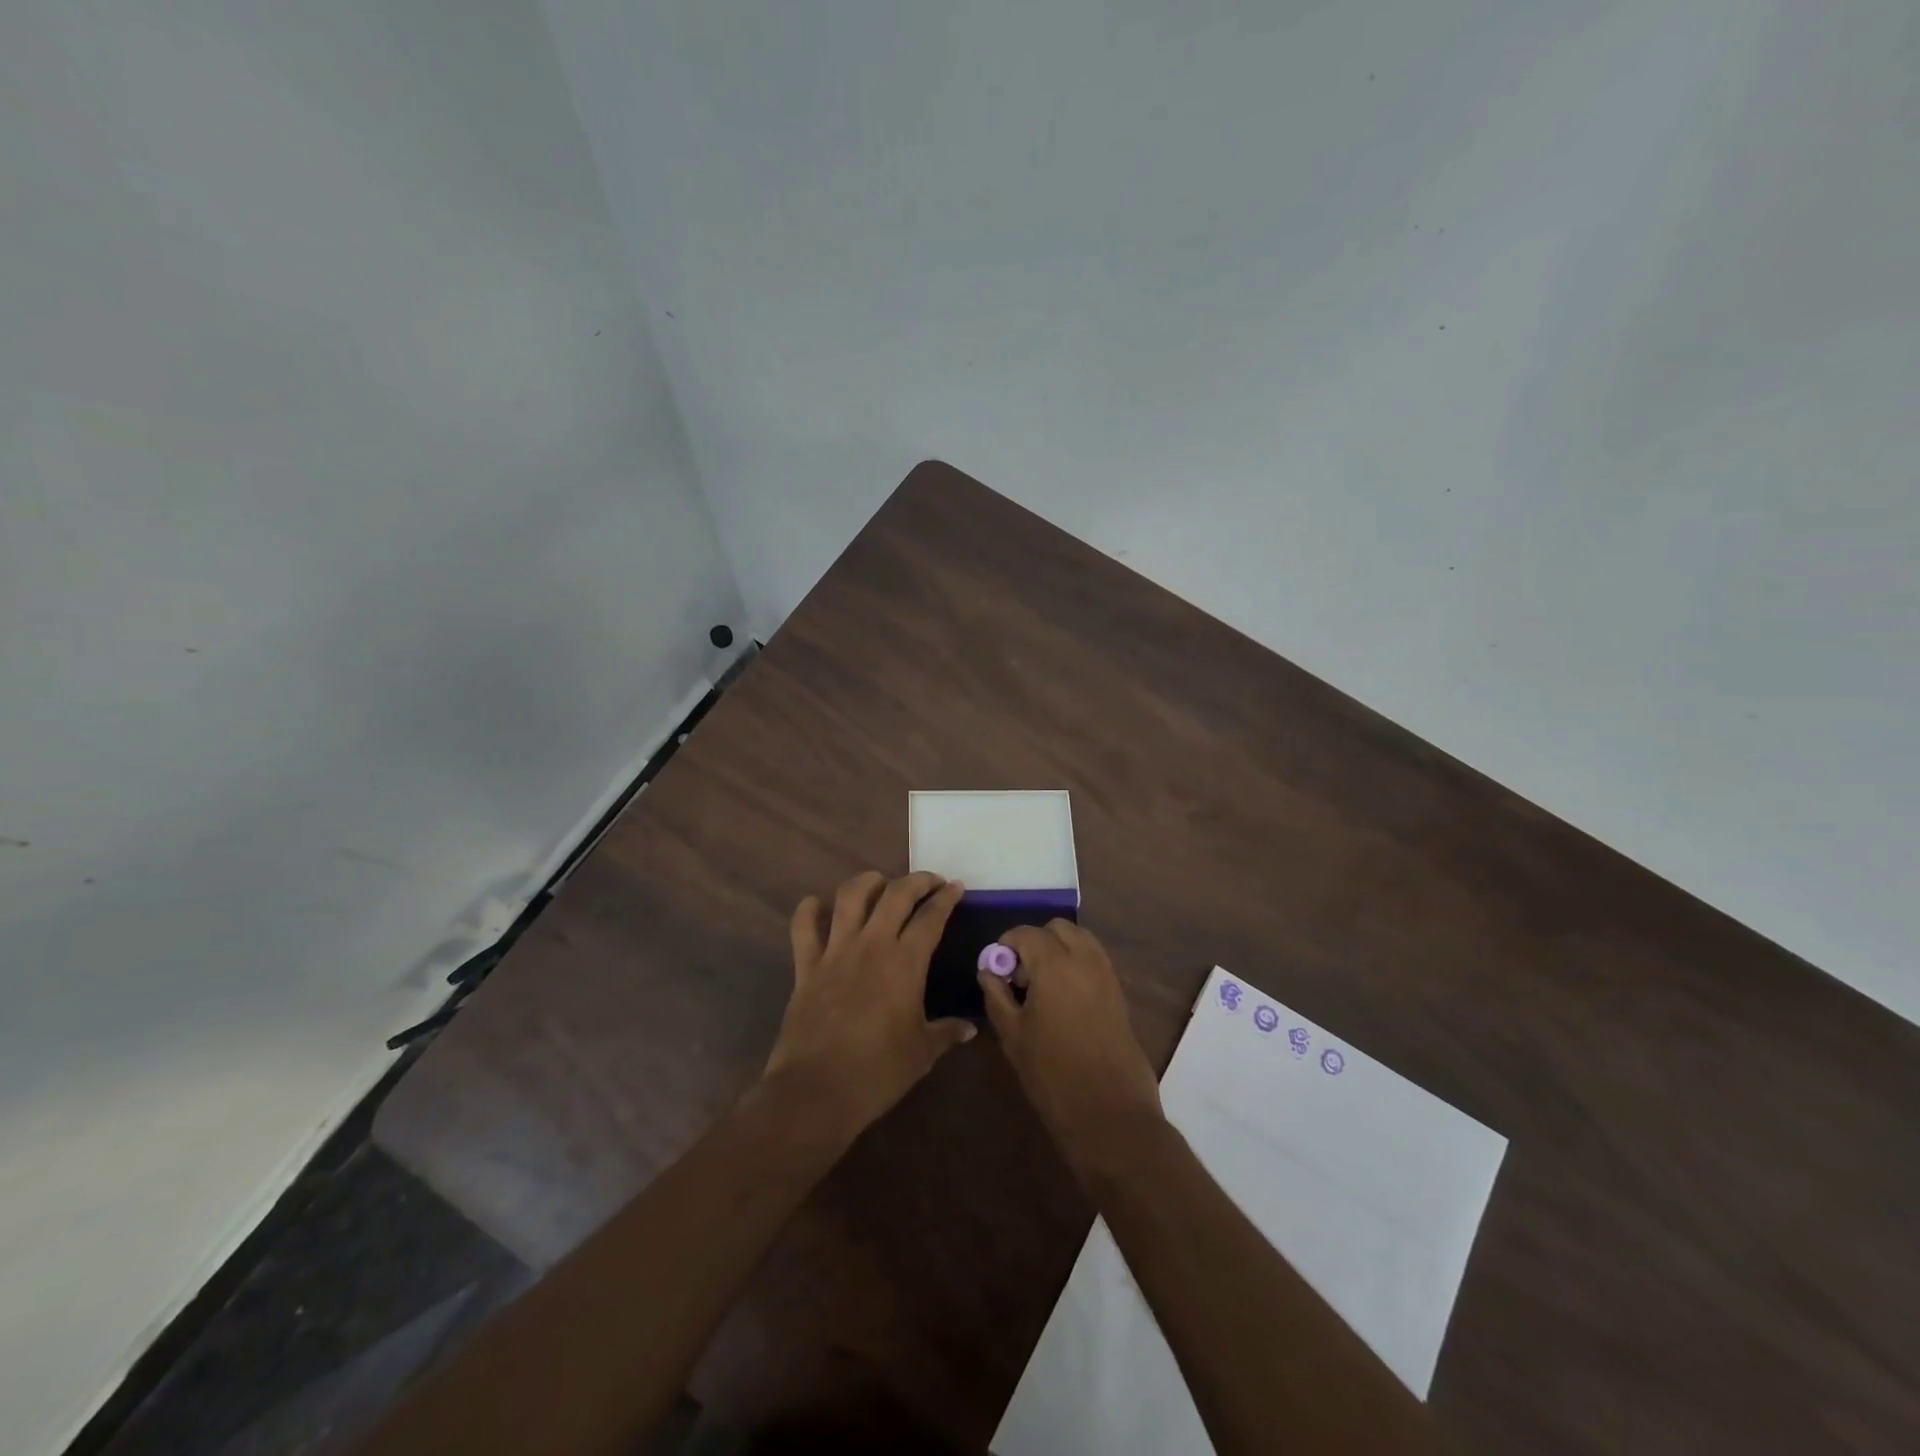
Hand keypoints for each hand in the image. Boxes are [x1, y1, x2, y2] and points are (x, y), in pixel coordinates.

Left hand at [762, 870, 974, 1145]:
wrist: (816, 1092)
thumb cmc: (877, 1073)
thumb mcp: (922, 1053)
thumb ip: (946, 1032)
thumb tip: (969, 1028)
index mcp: (905, 962)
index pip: (931, 917)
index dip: (946, 898)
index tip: (956, 887)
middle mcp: (871, 945)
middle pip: (895, 894)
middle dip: (917, 880)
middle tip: (929, 882)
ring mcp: (835, 952)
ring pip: (849, 897)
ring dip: (867, 882)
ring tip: (879, 882)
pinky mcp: (806, 967)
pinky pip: (803, 928)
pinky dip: (808, 910)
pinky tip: (817, 904)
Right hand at [978, 920, 1164, 1182]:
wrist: (1109, 1113)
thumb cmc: (1052, 1074)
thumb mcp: (1012, 1035)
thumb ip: (997, 995)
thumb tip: (988, 970)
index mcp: (1054, 964)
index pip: (1025, 933)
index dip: (1006, 945)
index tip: (997, 969)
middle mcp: (1084, 959)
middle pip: (1057, 928)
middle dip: (1035, 942)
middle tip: (1021, 976)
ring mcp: (1106, 974)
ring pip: (1080, 939)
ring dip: (1059, 949)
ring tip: (1043, 985)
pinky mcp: (1119, 992)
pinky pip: (1095, 959)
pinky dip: (1077, 963)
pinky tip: (1064, 998)